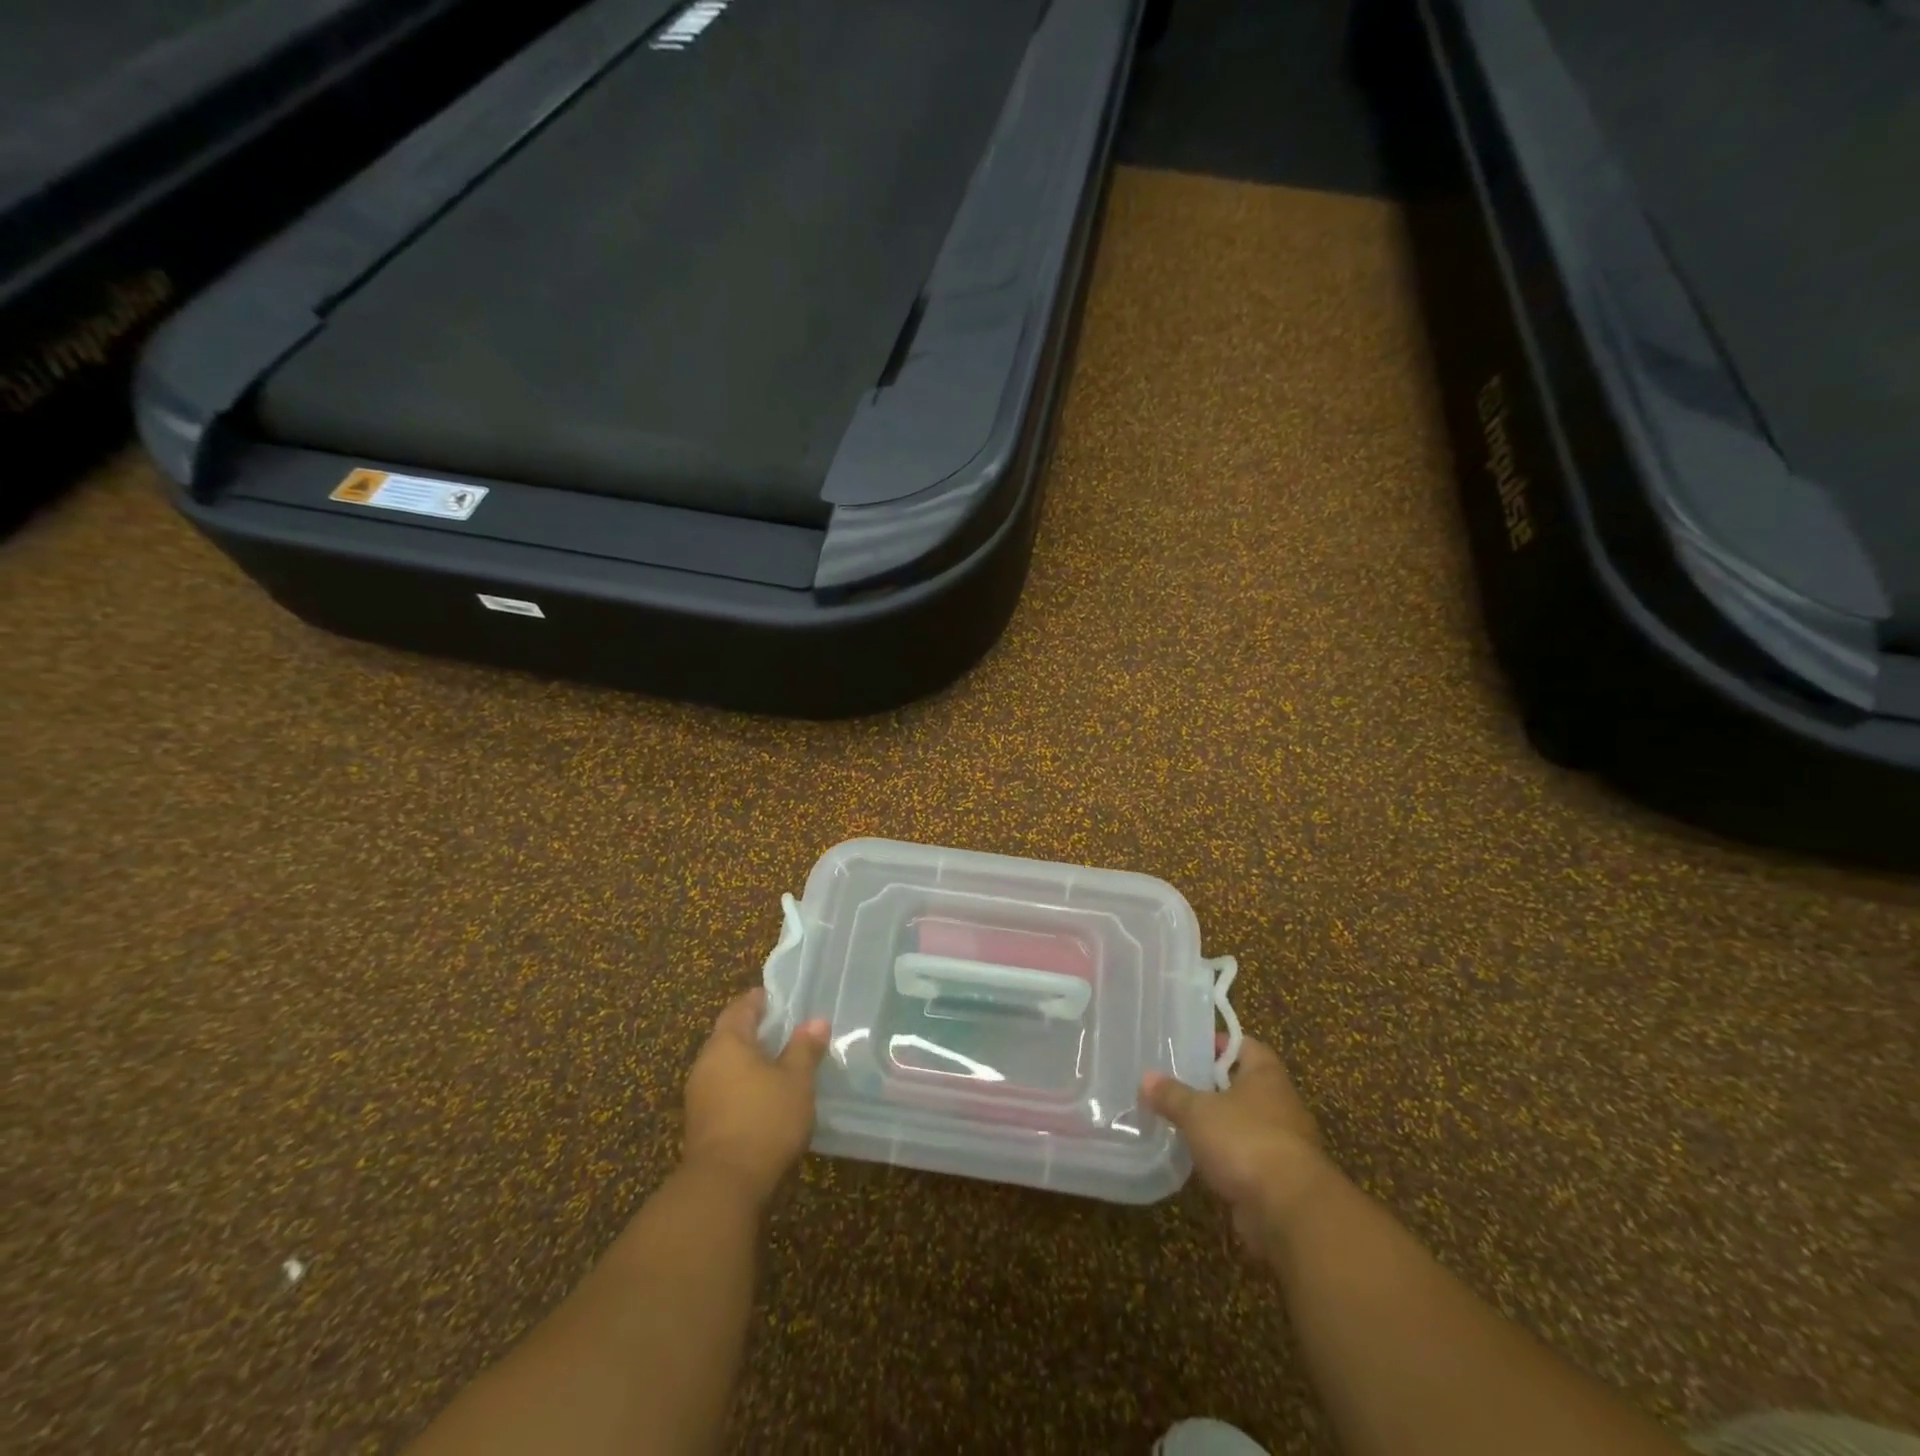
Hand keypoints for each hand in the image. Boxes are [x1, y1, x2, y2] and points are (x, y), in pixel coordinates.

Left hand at [682, 988, 829, 1204]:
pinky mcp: (700, 1123)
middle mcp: (706, 1063)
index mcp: (727, 1043)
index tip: (776, 996)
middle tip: (781, 1026)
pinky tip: (762, 1094)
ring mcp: (698, 1095)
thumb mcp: (796, 1080)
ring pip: (725, 1064)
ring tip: (776, 1060)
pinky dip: (741, 1083)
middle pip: (729, 1035)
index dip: (758, 999)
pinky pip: (723, 1088)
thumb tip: (816, 1021)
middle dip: (753, 1029)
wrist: (724, 1185)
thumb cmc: (764, 1119)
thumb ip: (804, 1048)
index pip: (740, 1008)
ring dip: (747, 1059)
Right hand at [1141, 1035, 1341, 1259]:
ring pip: (1248, 1123)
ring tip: (1185, 1123)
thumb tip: (1146, 1078)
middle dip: (1217, 1086)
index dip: (1222, 1043)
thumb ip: (1171, 1095)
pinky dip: (1230, 1159)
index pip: (1247, 1045)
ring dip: (1223, 1125)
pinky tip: (1203, 1162)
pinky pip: (1250, 1158)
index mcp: (1266, 1076)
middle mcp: (1281, 1104)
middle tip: (1182, 1084)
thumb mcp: (1198, 1112)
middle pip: (1247, 1085)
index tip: (1195, 1047)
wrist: (1291, 1210)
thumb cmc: (1245, 1140)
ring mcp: (1285, 1144)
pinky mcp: (1281, 1180)